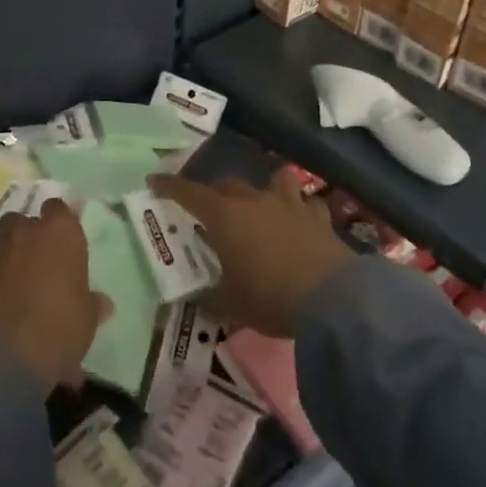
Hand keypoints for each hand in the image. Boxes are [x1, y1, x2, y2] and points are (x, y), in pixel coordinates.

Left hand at [0, 199, 110, 393]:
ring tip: (17, 283)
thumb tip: (102, 303)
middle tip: (41, 264)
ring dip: (9, 254)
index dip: (61, 223)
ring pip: (2, 240)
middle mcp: (25, 230)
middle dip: (30, 237)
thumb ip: (92, 303)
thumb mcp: (87, 319)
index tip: (65, 242)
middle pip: (26, 221)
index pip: (59, 208)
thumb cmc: (59, 327)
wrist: (5, 355)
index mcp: (60, 231)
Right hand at [151, 172, 353, 338]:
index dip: (169, 186)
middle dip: (215, 193)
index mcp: (224, 216)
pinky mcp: (318, 217)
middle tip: (210, 209)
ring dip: (266, 189)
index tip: (154, 180)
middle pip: (227, 185)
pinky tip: (303, 222)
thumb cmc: (269, 297)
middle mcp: (253, 201)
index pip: (189, 192)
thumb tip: (198, 302)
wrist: (331, 299)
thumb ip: (210, 300)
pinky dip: (302, 210)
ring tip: (264, 204)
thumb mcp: (231, 306)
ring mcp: (289, 204)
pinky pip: (308, 204)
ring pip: (274, 181)